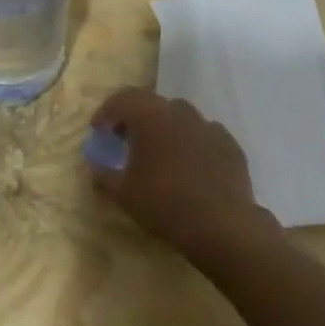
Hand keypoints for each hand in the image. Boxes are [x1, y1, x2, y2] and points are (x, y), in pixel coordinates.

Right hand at [86, 87, 277, 261]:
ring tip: (158, 152)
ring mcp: (208, 125)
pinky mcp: (229, 143)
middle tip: (125, 139)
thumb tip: (95, 168)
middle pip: (150, 103)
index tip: (98, 131)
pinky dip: (190, 142)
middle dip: (134, 117)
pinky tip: (189, 165)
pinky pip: (202, 134)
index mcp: (150, 115)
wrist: (223, 225)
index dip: (106, 113)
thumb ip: (104, 176)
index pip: (121, 99)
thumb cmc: (165, 204)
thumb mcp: (124, 194)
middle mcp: (179, 111)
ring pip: (179, 116)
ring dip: (163, 127)